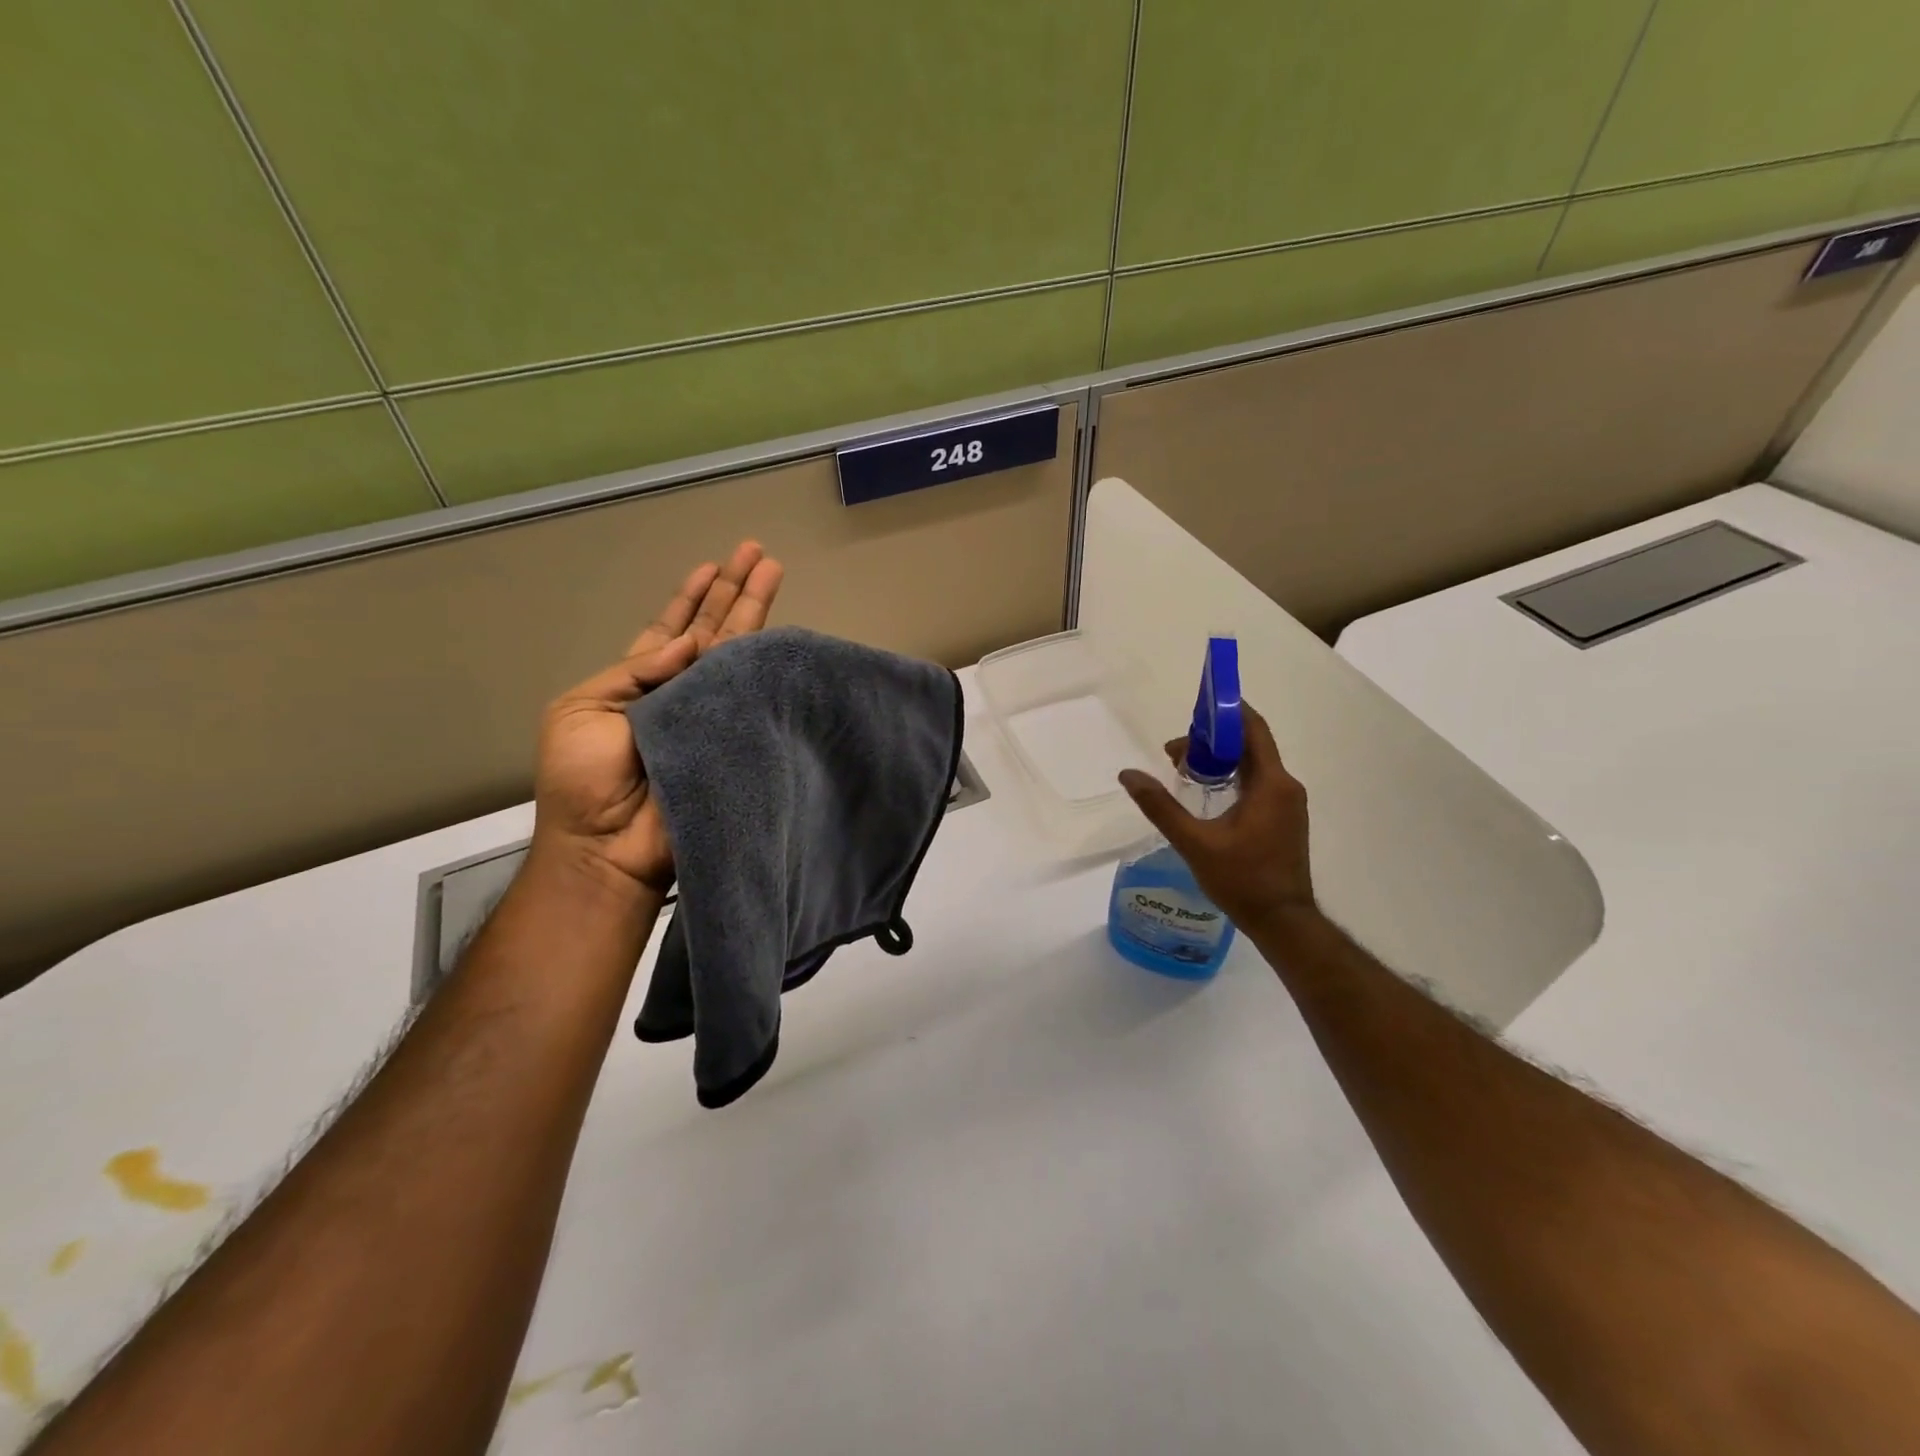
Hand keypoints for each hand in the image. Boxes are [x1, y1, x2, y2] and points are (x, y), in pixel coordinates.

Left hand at [532, 541, 783, 896]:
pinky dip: (765, 661)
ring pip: (739, 651)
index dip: (692, 597)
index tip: (713, 565)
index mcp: (639, 684)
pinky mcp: (738, 735)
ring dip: (756, 611)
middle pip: (715, 631)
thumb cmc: (581, 780)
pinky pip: (753, 693)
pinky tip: (780, 632)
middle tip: (759, 552)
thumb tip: (691, 643)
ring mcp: (714, 712)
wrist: (608, 845)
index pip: (672, 630)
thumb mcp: (581, 711)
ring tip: (774, 570)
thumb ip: (633, 672)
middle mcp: (683, 691)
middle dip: (735, 590)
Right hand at [1117, 703, 1315, 929]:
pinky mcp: (1285, 819)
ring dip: (1220, 761)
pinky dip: (1232, 779)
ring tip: (1183, 772)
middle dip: (1213, 740)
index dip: (1226, 712)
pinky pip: (1259, 784)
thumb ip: (1160, 806)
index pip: (1253, 729)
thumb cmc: (1242, 879)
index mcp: (1272, 783)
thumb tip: (1128, 775)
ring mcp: (1289, 804)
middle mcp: (1286, 786)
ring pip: (1254, 766)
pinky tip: (1207, 795)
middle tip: (1174, 752)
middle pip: (1250, 746)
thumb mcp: (1194, 842)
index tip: (1194, 710)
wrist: (1283, 922)